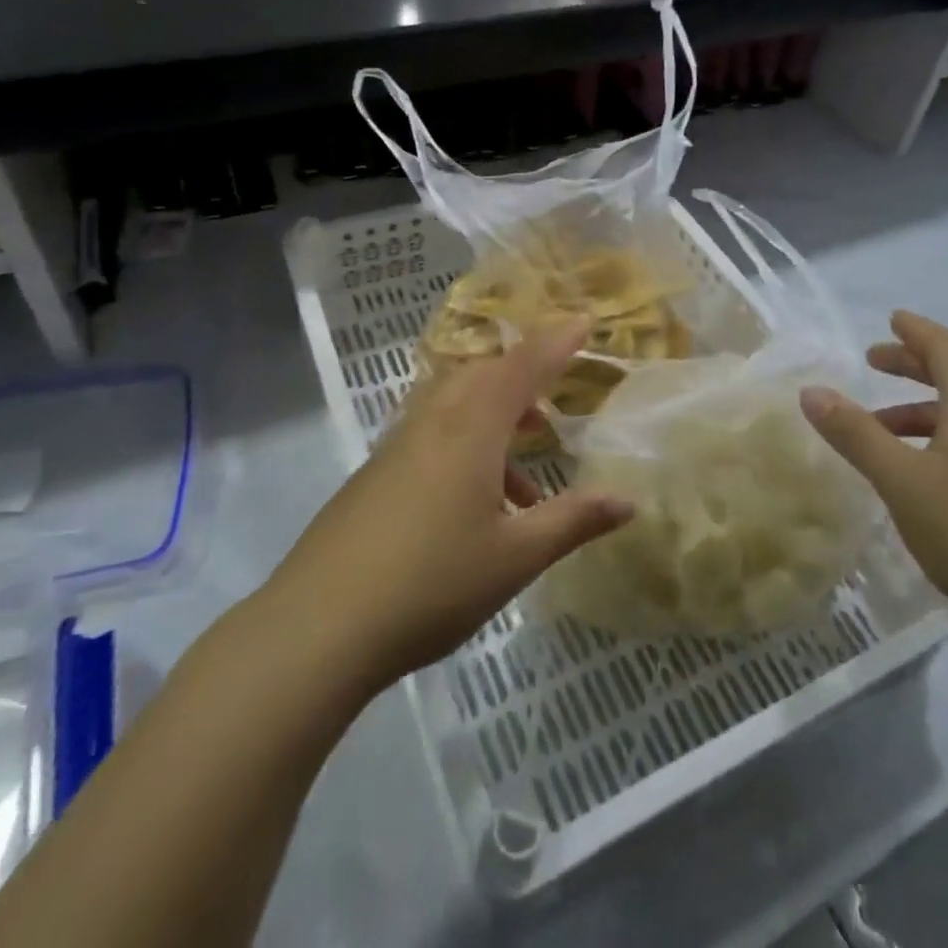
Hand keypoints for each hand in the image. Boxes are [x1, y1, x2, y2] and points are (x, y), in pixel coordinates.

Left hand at [271, 319, 634, 698]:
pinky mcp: (376, 473)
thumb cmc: (431, 584)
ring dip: (496, 422)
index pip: (523, 366)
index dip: (557, 342)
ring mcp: (398, 446)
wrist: (318, 626)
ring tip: (527, 484)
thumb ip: (573, 521)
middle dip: (523, 380)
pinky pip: (432, 436)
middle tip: (553, 410)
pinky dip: (467, 450)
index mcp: (470, 428)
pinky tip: (479, 511)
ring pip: (455, 406)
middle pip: (483, 375)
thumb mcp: (515, 557)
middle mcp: (433, 422)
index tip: (585, 320)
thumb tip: (628, 501)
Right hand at [799, 310, 947, 635]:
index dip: (916, 331)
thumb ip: (855, 434)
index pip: (947, 350)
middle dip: (913, 365)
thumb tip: (811, 391)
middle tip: (873, 360)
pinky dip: (937, 438)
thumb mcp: (902, 481)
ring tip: (878, 427)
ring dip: (920, 410)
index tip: (891, 318)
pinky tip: (917, 471)